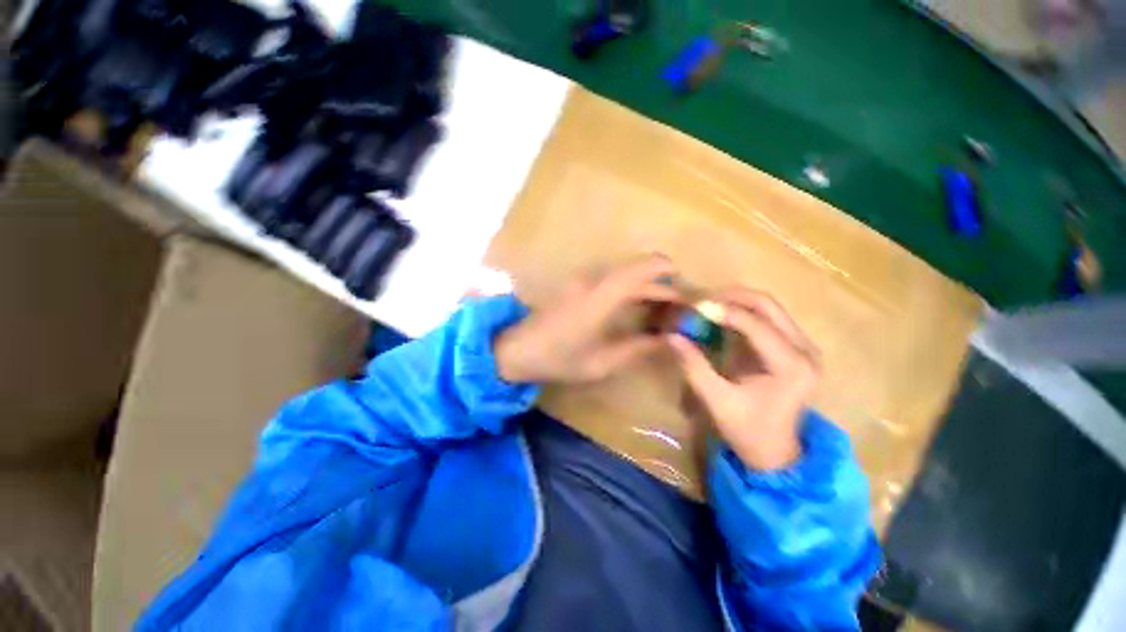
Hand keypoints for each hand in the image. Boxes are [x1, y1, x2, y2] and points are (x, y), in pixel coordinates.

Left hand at [495, 255, 680, 383]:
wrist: (518, 348)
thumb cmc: (558, 359)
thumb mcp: (601, 362)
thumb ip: (638, 348)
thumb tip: (668, 340)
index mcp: (602, 296)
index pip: (644, 269)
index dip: (670, 274)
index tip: (688, 292)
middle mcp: (595, 279)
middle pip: (639, 270)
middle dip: (663, 285)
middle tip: (679, 310)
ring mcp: (584, 279)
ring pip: (626, 273)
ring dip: (647, 287)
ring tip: (663, 313)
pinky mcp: (578, 284)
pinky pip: (613, 279)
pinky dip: (632, 289)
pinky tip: (638, 310)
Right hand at [668, 288, 819, 470]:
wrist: (775, 452)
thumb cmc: (747, 430)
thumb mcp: (716, 400)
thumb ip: (694, 366)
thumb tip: (671, 336)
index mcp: (791, 367)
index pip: (756, 325)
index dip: (723, 311)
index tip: (694, 307)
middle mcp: (805, 351)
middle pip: (768, 305)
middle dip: (731, 297)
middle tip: (700, 302)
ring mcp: (804, 347)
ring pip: (769, 307)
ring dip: (737, 302)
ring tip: (707, 307)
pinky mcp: (796, 348)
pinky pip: (768, 317)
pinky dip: (743, 312)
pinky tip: (722, 318)